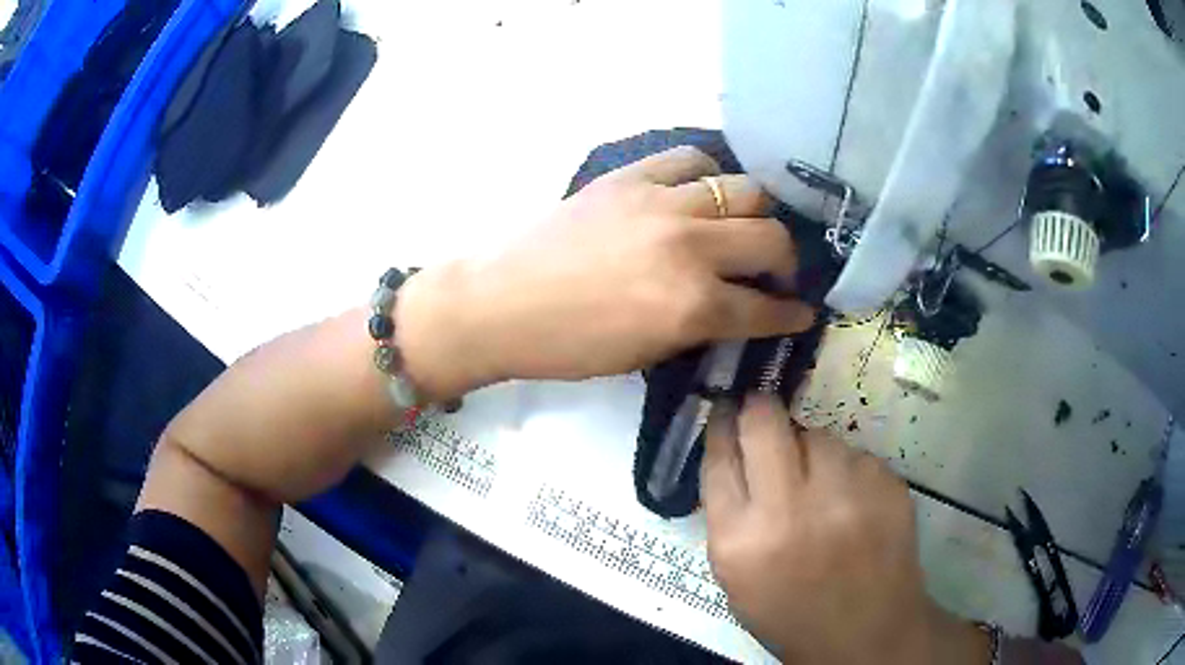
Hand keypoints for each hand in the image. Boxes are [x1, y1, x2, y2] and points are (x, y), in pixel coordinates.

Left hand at [396, 147, 814, 399]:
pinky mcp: (632, 177)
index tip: (802, 311)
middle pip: (771, 238)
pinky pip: (692, 160)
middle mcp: (689, 247)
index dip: (792, 314)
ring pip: (744, 190)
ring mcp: (661, 203)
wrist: (502, 302)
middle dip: (786, 261)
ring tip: (744, 228)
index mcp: (692, 306)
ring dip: (756, 215)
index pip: (766, 308)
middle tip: (776, 272)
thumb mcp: (647, 354)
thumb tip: (735, 307)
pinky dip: (708, 176)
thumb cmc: (569, 345)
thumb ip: (701, 325)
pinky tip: (702, 193)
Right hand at [701, 396, 988, 663]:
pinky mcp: (886, 484)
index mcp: (741, 541)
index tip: (724, 406)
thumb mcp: (737, 576)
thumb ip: (728, 514)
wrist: (866, 632)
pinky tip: (852, 502)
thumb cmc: (791, 612)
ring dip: (810, 449)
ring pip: (817, 434)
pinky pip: (856, 455)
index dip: (720, 425)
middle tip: (762, 413)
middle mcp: (790, 510)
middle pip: (763, 422)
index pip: (719, 459)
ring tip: (820, 484)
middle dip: (758, 409)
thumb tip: (733, 451)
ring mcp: (845, 493)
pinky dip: (848, 470)